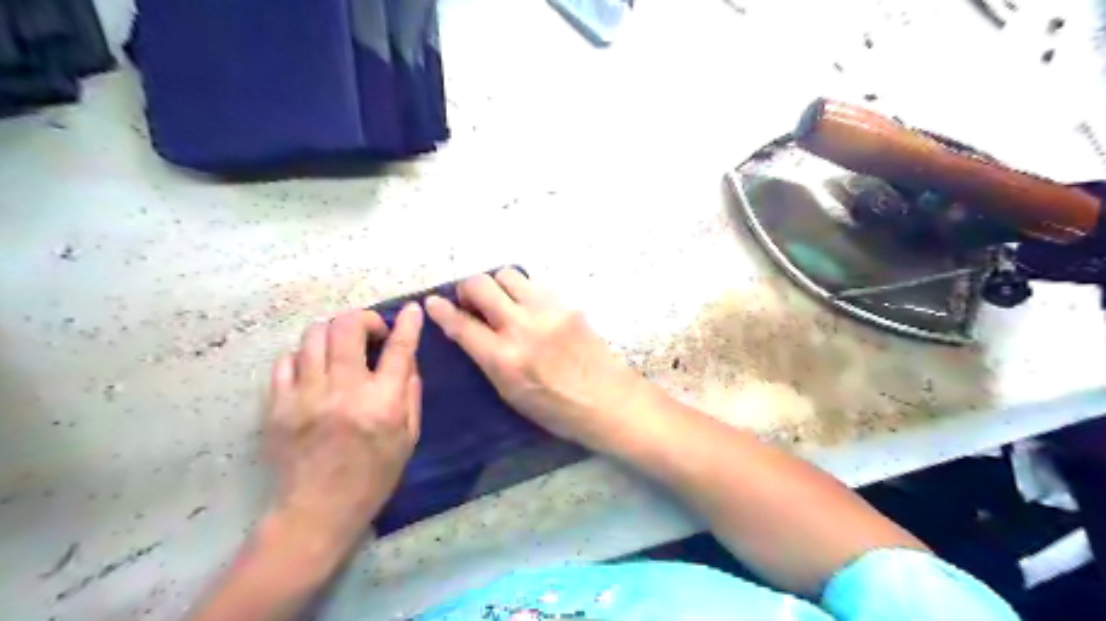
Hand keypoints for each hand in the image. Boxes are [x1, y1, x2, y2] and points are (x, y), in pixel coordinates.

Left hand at [263, 307, 424, 538]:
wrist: (317, 511)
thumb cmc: (373, 477)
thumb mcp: (408, 438)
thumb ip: (411, 394)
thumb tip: (407, 358)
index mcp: (381, 404)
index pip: (398, 350)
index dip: (408, 324)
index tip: (413, 310)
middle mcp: (343, 392)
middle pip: (347, 328)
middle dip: (364, 319)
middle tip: (371, 332)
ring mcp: (305, 396)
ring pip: (314, 336)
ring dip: (334, 333)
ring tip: (341, 348)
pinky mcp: (276, 405)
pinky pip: (286, 360)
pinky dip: (304, 356)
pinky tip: (314, 369)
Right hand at [424, 269, 649, 447]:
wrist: (608, 399)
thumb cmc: (556, 409)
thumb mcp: (511, 393)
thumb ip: (487, 358)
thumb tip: (469, 331)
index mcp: (504, 359)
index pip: (461, 325)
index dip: (441, 310)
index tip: (433, 302)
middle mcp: (522, 327)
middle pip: (480, 285)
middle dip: (467, 289)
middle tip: (471, 301)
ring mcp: (547, 310)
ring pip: (507, 275)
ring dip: (497, 285)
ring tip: (502, 301)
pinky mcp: (567, 304)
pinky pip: (534, 285)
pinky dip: (524, 292)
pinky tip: (530, 309)